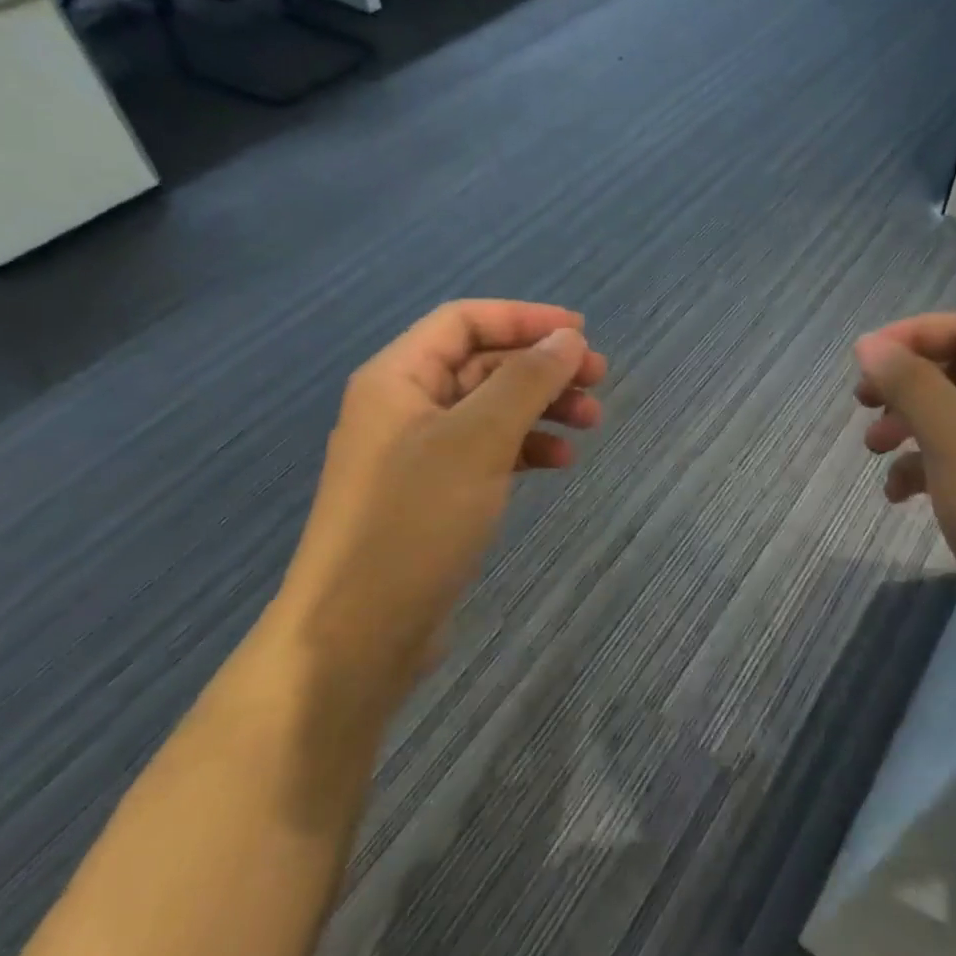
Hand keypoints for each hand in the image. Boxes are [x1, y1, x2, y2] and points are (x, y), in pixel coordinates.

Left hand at [276, 301, 606, 704]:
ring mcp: (416, 453)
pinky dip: (524, 448)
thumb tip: (568, 339)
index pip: (465, 321)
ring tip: (591, 423)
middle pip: (482, 363)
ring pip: (489, 409)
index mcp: (397, 377)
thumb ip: (526, 381)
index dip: (525, 318)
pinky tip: (559, 462)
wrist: (356, 637)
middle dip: (542, 367)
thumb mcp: (478, 439)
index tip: (581, 333)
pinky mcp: (431, 495)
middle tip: (599, 380)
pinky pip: (485, 451)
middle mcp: (403, 406)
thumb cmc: (414, 522)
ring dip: (541, 408)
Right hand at [853, 313, 955, 674]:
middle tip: (863, 401)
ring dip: (909, 424)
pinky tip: (897, 494)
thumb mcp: (954, 440)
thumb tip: (868, 344)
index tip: (864, 359)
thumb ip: (910, 384)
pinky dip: (924, 467)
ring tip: (873, 448)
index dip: (912, 334)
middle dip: (905, 382)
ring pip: (954, 416)